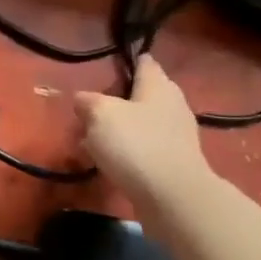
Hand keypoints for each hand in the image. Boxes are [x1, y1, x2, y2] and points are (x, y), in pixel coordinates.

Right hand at [74, 55, 218, 217]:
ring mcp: (177, 134)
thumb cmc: (136, 145)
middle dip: (119, 100)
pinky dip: (130, 150)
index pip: (144, 62)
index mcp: (158, 85)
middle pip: (143, 93)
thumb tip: (82, 99)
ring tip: (95, 139)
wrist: (173, 197)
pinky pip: (147, 147)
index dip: (127, 61)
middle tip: (93, 110)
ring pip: (144, 122)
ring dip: (122, 128)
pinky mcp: (175, 161)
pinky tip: (112, 161)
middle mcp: (173, 104)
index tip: (108, 67)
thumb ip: (88, 102)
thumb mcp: (100, 115)